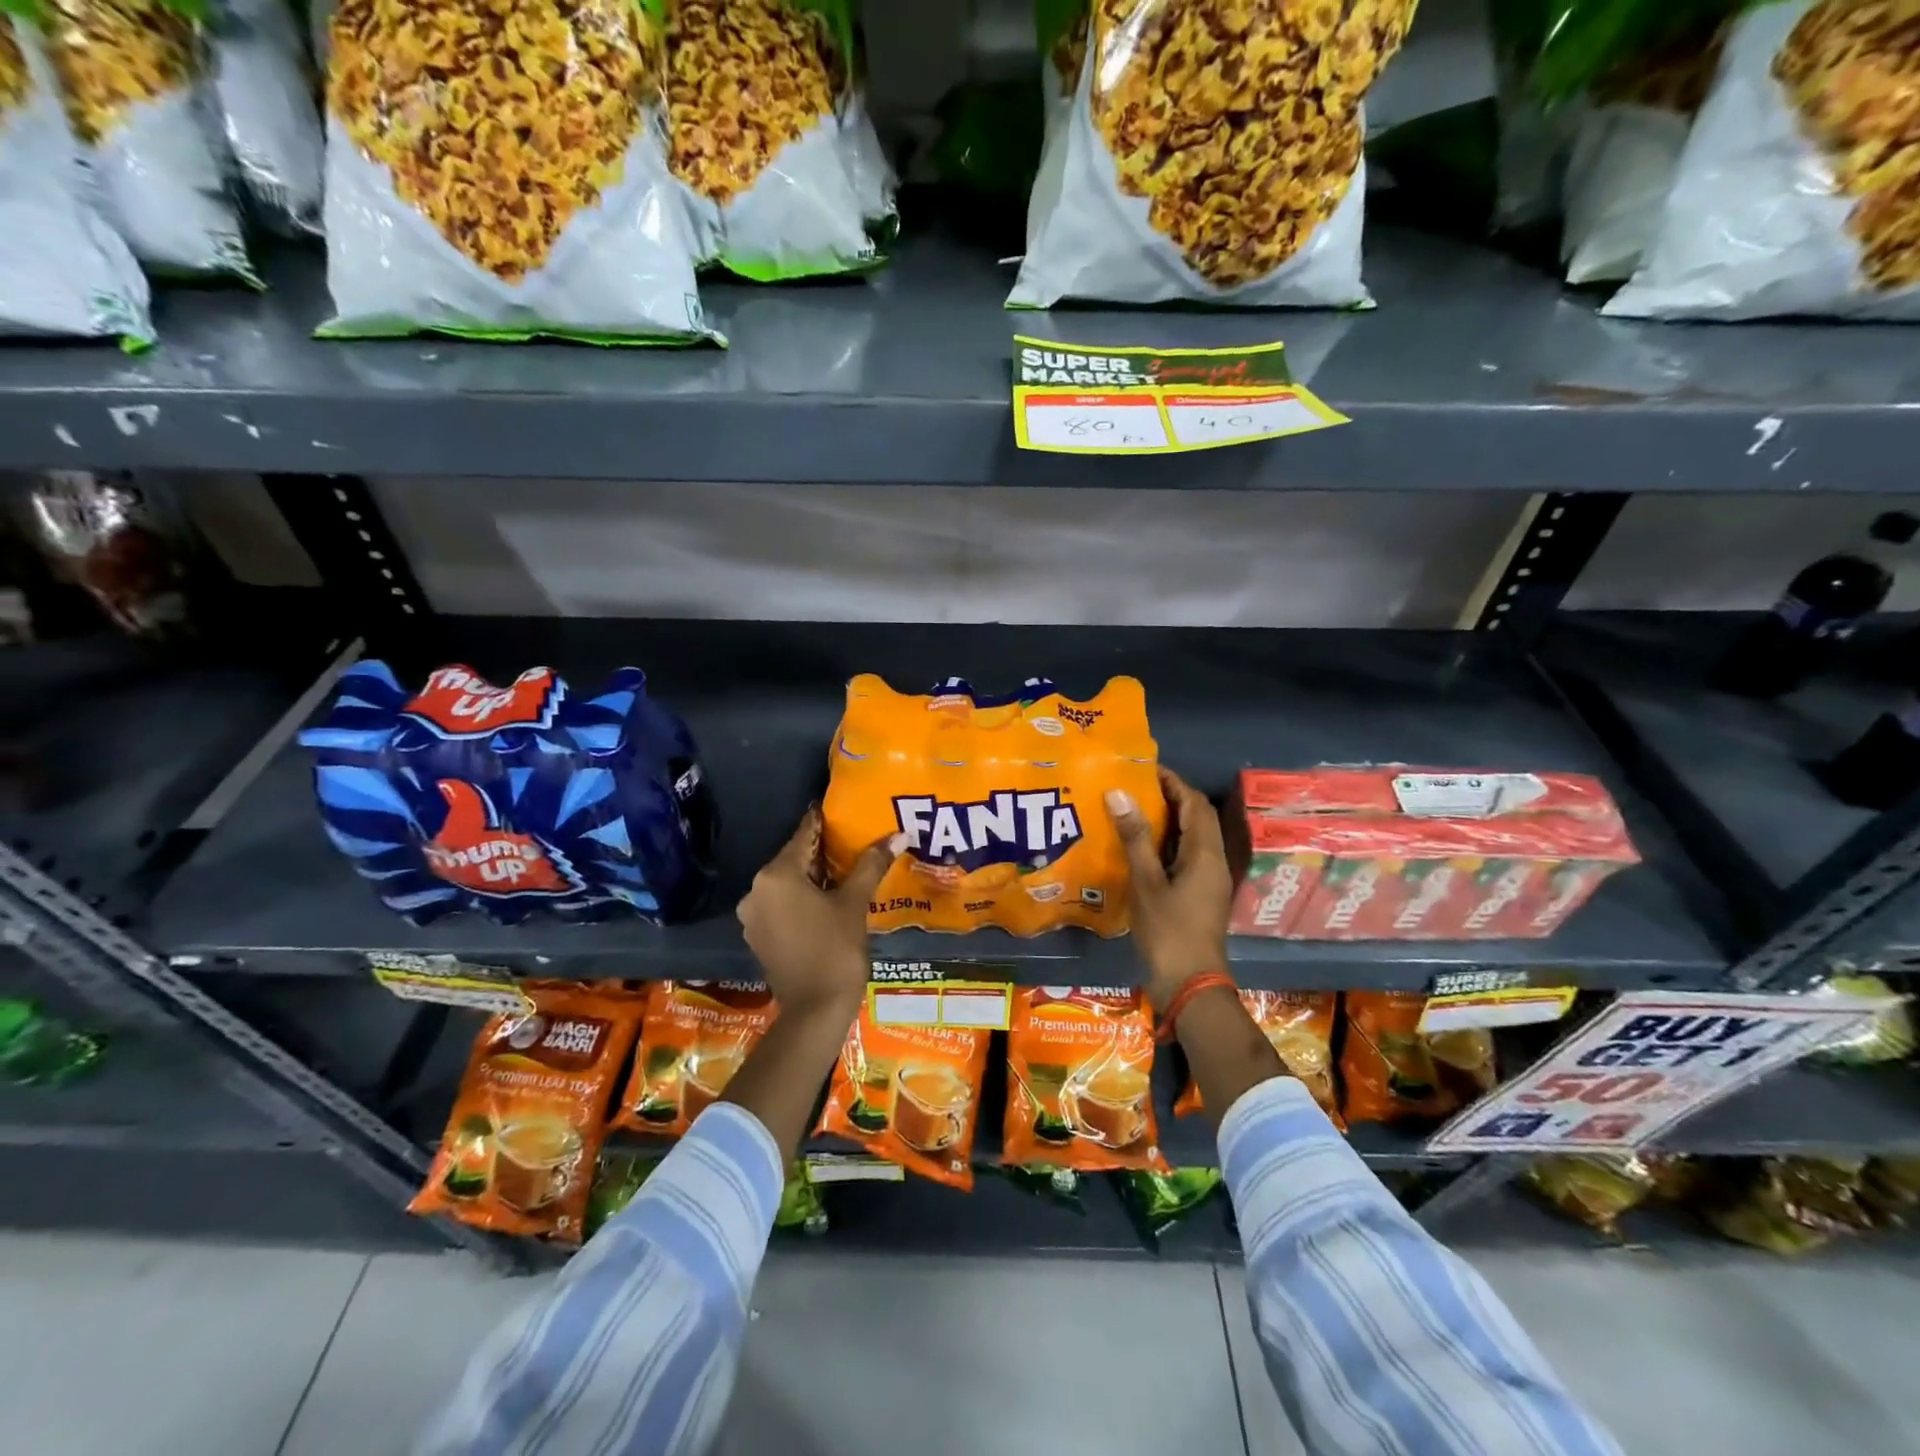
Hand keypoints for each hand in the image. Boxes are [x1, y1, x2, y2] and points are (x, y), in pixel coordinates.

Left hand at [737, 808, 902, 1016]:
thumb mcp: (855, 903)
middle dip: (822, 850)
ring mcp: (753, 916)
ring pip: (787, 882)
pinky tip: (827, 899)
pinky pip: (781, 904)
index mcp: (776, 875)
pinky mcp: (757, 936)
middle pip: (794, 858)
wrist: (815, 1011)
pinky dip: (801, 897)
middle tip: (853, 840)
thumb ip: (871, 864)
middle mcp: (756, 890)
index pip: (804, 835)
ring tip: (845, 869)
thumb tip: (898, 834)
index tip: (842, 809)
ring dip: (812, 875)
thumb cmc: (836, 950)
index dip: (824, 821)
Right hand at [1107, 769, 1232, 1013]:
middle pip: (1197, 818)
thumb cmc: (1168, 932)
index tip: (1144, 769)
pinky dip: (1166, 844)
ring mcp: (1208, 881)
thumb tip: (1119, 792)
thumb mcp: (1146, 882)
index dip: (1173, 782)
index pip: (1194, 804)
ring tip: (1132, 810)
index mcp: (1205, 854)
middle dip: (1170, 798)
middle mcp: (1213, 862)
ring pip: (1192, 838)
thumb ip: (1134, 837)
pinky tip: (1139, 848)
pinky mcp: (1199, 895)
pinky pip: (1186, 857)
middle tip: (1134, 787)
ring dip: (1168, 821)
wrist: (1190, 986)